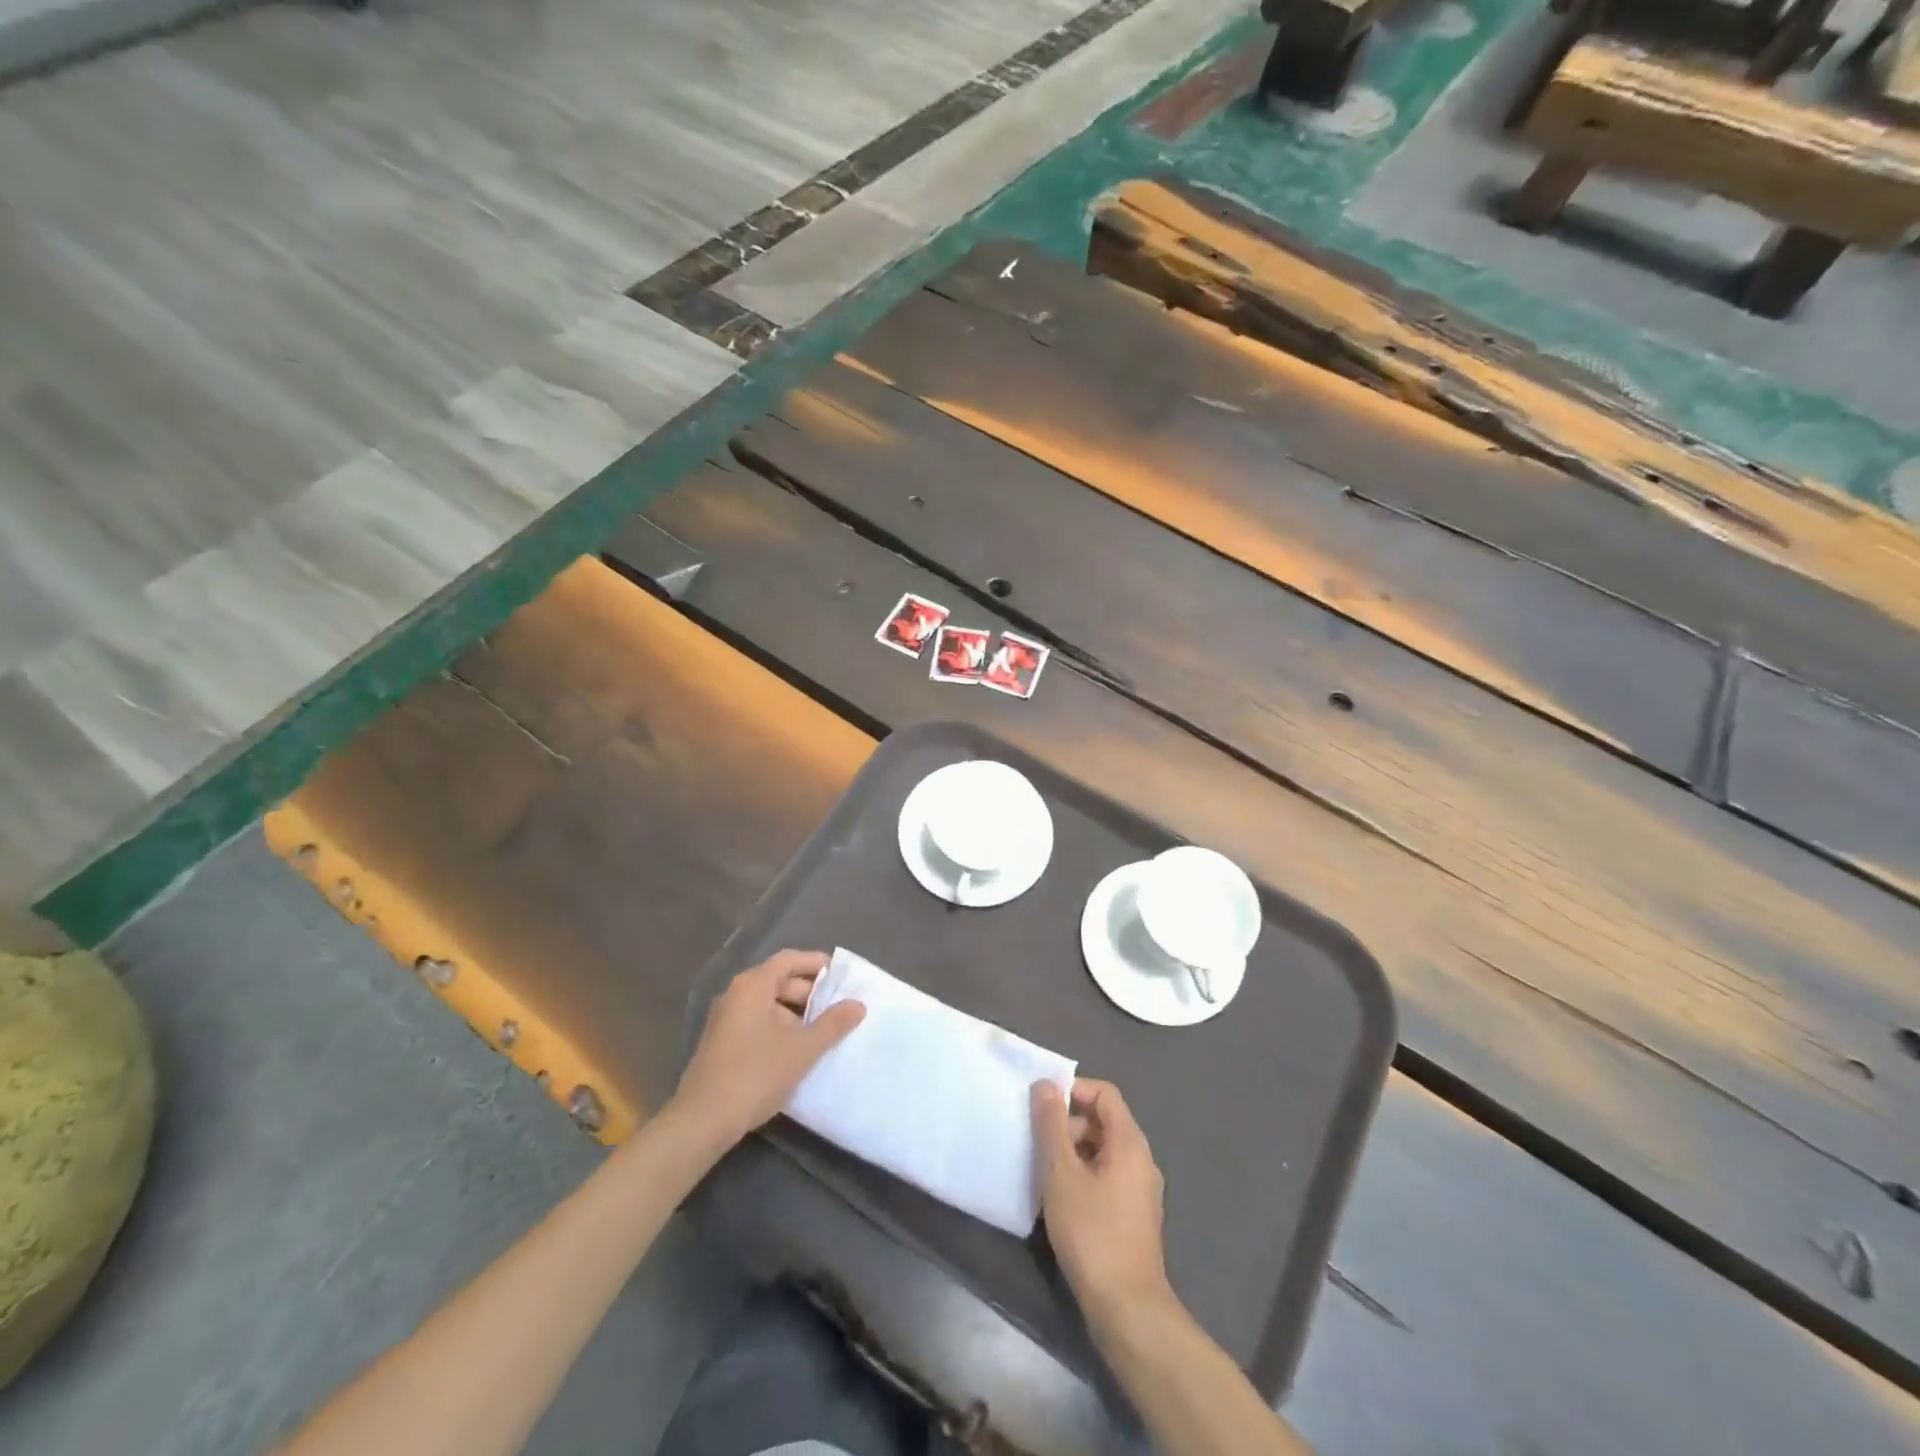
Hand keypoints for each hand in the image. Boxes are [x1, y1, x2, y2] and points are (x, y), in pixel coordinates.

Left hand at [671, 950, 865, 1147]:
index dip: (815, 963)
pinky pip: (756, 1021)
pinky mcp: (720, 1042)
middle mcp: (735, 994)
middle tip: (836, 1007)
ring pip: (767, 1003)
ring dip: (795, 1013)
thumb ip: (833, 1024)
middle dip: (808, 992)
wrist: (702, 1121)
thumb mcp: (802, 1049)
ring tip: (821, 1031)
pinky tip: (795, 1050)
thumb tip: (858, 1004)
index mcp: (753, 985)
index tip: (840, 974)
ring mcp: (725, 1018)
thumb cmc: (756, 1074)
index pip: (788, 960)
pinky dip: (778, 1027)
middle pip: (777, 980)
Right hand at [1032, 1078, 1171, 1322]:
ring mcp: (1141, 1189)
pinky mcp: (1134, 1215)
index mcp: (1130, 1142)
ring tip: (1043, 1172)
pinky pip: (1107, 1175)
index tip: (1042, 1106)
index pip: (1104, 1093)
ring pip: (1103, 1150)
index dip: (1073, 1090)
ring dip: (1073, 1151)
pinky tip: (1060, 1198)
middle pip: (1104, 1120)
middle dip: (1069, 1123)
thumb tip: (1045, 1084)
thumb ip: (1052, 1125)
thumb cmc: (1092, 1233)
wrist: (1127, 1309)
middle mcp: (1142, 1159)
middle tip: (1037, 1142)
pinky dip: (1083, 1175)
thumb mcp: (1061, 1174)